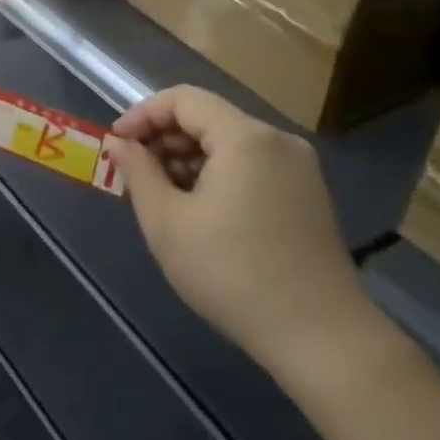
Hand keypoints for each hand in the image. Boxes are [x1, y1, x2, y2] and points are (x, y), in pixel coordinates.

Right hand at [108, 87, 369, 374]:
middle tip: (134, 176)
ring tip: (162, 198)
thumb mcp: (167, 222)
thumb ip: (137, 172)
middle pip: (207, 118)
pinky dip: (217, 176)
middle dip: (163, 140)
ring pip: (227, 144)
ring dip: (188, 160)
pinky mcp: (307, 195)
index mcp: (245, 137)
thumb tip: (118, 144)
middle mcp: (277, 140)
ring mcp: (298, 168)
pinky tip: (199, 212)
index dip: (142, 115)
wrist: (323, 340)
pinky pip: (250, 166)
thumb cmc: (233, 274)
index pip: (182, 99)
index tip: (116, 146)